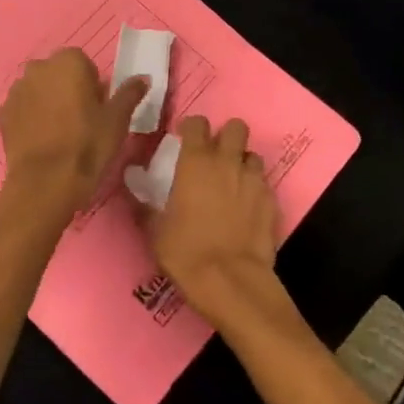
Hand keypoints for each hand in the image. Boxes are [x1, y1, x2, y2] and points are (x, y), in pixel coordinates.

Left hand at [0, 49, 147, 217]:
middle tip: (82, 120)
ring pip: (38, 90)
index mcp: (68, 61)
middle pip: (58, 73)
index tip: (98, 108)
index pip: (83, 63)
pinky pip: (23, 108)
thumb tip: (144, 78)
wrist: (44, 184)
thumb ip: (130, 93)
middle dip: (68, 89)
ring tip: (61, 132)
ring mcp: (16, 90)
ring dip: (48, 102)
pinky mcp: (3, 114)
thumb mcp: (117, 120)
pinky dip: (31, 118)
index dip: (92, 85)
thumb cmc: (87, 145)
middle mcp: (38, 68)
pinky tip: (42, 141)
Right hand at [150, 115, 280, 322]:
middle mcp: (228, 162)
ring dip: (243, 164)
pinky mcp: (273, 201)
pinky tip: (247, 210)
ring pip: (253, 156)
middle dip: (227, 136)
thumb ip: (144, 203)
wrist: (231, 281)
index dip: (192, 129)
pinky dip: (256, 190)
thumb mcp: (155, 230)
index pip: (198, 123)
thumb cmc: (186, 251)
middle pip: (236, 127)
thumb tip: (131, 184)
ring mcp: (254, 180)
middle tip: (216, 157)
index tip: (186, 140)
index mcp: (196, 162)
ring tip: (233, 184)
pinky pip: (264, 184)